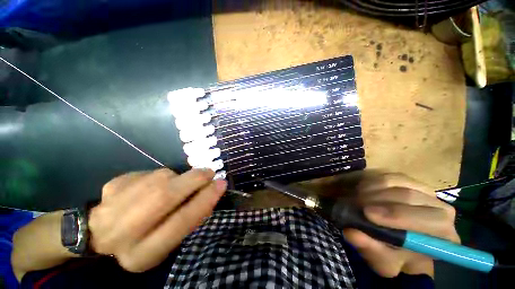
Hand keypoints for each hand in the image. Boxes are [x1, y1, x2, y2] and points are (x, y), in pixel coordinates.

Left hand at [88, 168, 226, 272]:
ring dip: (177, 177)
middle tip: (209, 173)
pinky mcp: (111, 186)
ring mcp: (111, 206)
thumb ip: (189, 217)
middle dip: (193, 180)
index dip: (205, 200)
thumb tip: (211, 190)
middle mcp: (121, 233)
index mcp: (142, 255)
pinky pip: (147, 172)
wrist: (102, 234)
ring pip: (157, 179)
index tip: (221, 184)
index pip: (180, 222)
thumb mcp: (169, 241)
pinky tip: (155, 185)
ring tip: (179, 183)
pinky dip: (160, 175)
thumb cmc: (144, 241)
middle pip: (164, 196)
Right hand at [343, 173, 459, 277]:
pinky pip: (389, 176)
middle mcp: (441, 210)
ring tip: (356, 198)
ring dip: (371, 190)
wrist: (396, 242)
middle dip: (378, 200)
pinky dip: (371, 182)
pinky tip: (362, 191)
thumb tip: (352, 232)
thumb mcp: (381, 259)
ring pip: (397, 182)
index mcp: (443, 235)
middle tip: (356, 204)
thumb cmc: (393, 255)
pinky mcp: (409, 181)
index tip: (368, 214)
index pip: (432, 221)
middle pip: (410, 197)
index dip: (398, 216)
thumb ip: (370, 247)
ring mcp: (425, 191)